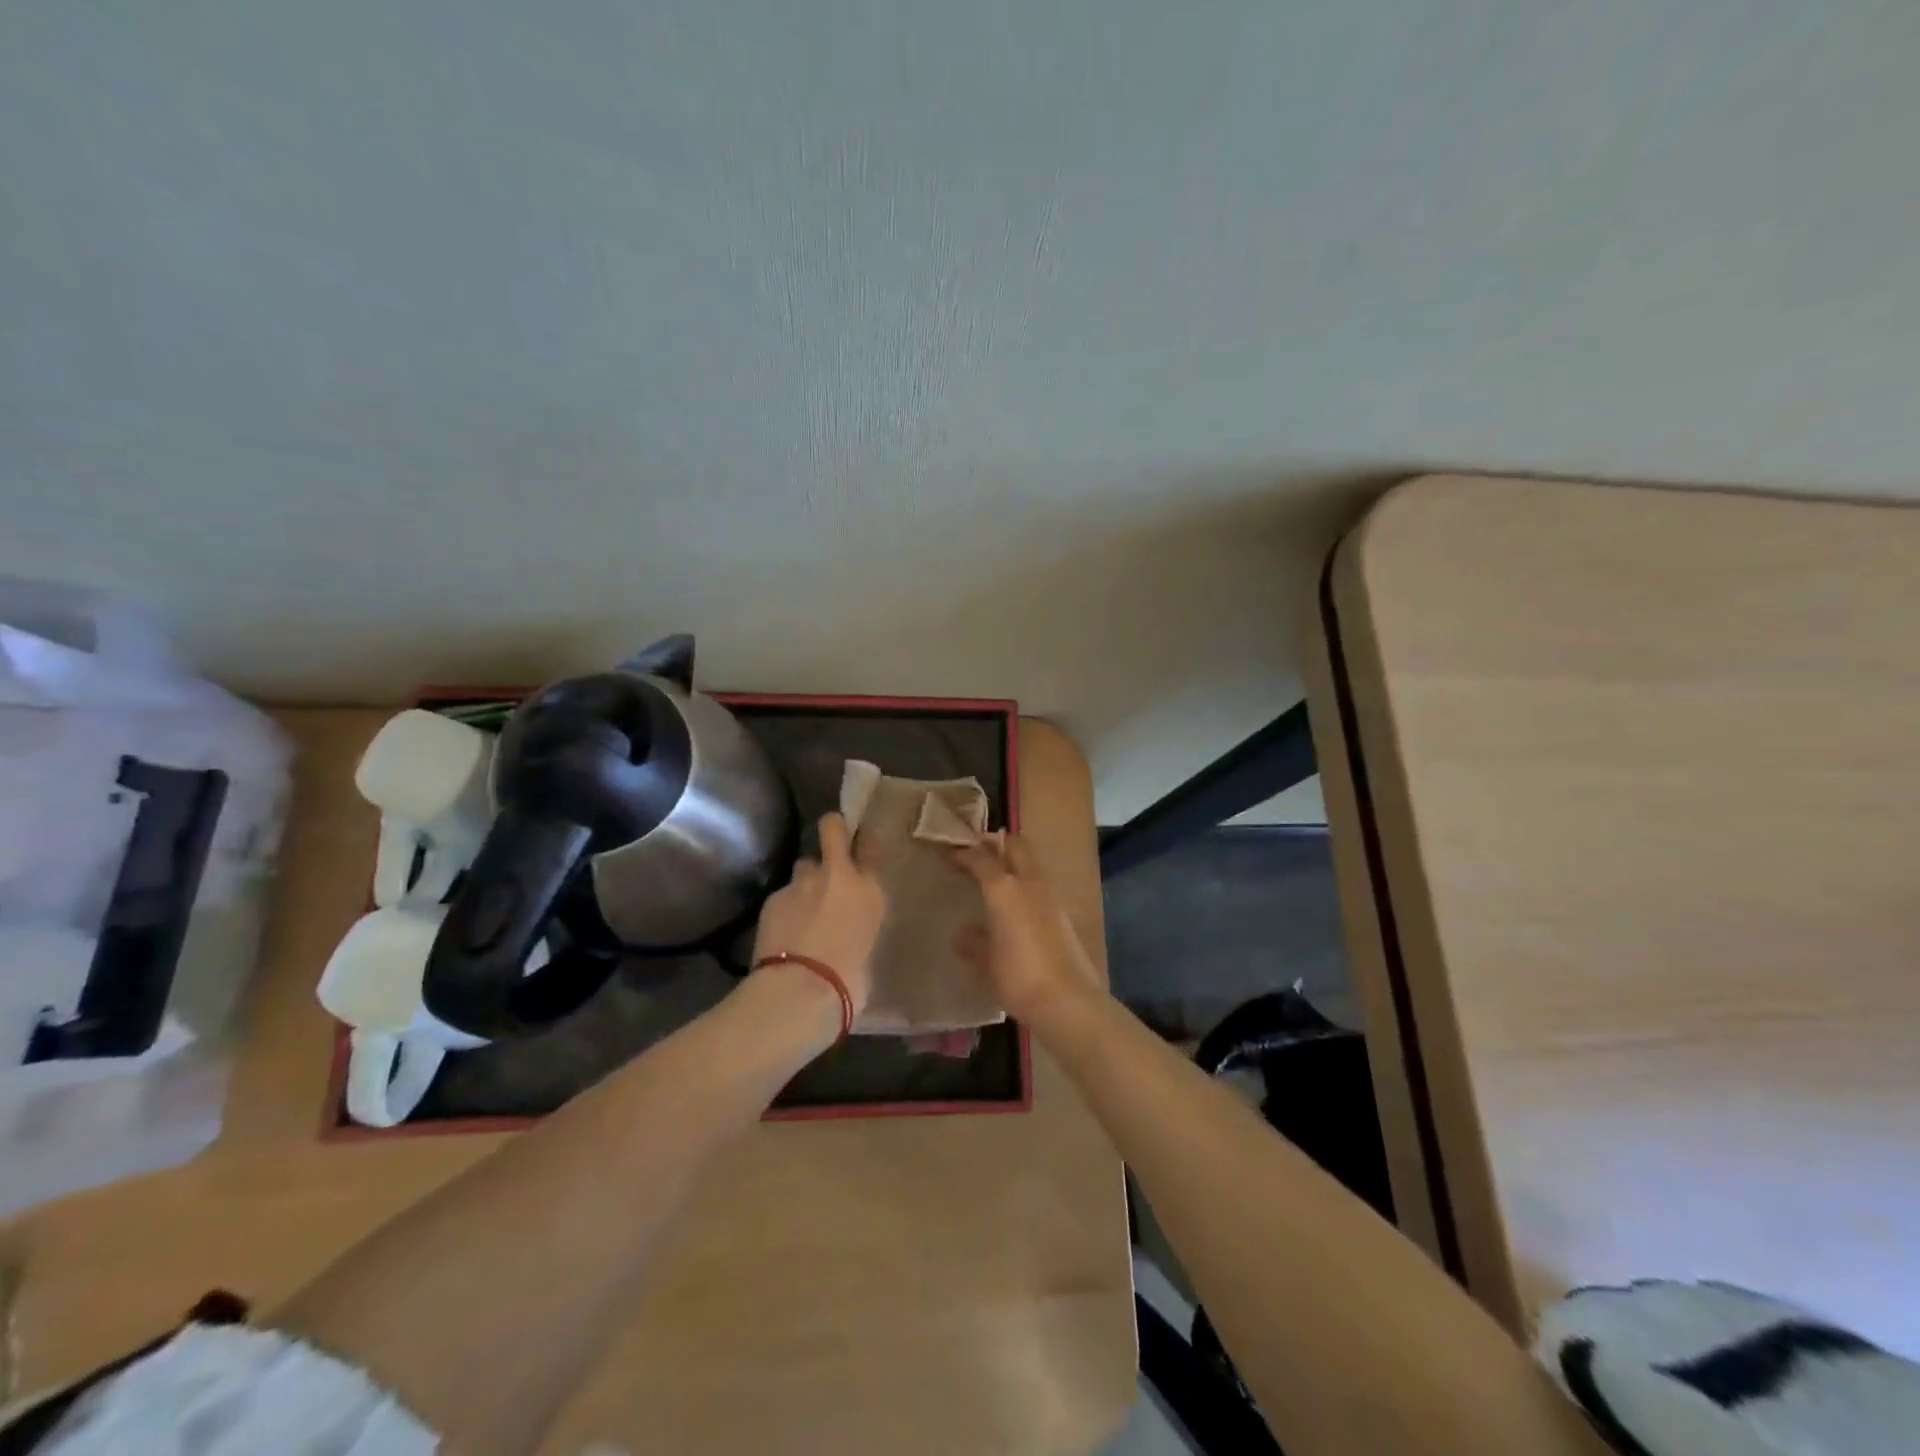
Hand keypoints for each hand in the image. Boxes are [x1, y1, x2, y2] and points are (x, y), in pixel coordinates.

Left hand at [751, 812, 885, 1015]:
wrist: (802, 990)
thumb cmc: (849, 981)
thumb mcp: (868, 946)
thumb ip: (858, 922)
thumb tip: (847, 923)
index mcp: (870, 890)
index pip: (869, 845)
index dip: (862, 841)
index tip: (859, 843)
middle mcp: (838, 875)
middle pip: (832, 828)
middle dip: (831, 830)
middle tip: (829, 848)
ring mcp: (802, 882)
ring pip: (804, 866)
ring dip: (806, 880)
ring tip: (803, 907)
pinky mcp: (773, 896)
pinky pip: (784, 894)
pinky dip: (785, 908)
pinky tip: (783, 930)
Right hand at [951, 833, 1102, 1028]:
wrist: (1068, 1000)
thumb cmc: (1017, 977)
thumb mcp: (985, 962)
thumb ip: (972, 942)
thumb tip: (962, 933)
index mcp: (1004, 888)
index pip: (981, 858)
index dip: (964, 854)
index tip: (950, 858)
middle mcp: (1029, 883)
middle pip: (1015, 845)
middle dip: (995, 844)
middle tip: (977, 855)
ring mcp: (1050, 896)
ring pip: (1030, 863)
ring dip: (1013, 862)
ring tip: (994, 879)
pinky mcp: (1063, 913)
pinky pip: (1039, 884)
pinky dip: (1025, 883)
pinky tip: (1014, 906)